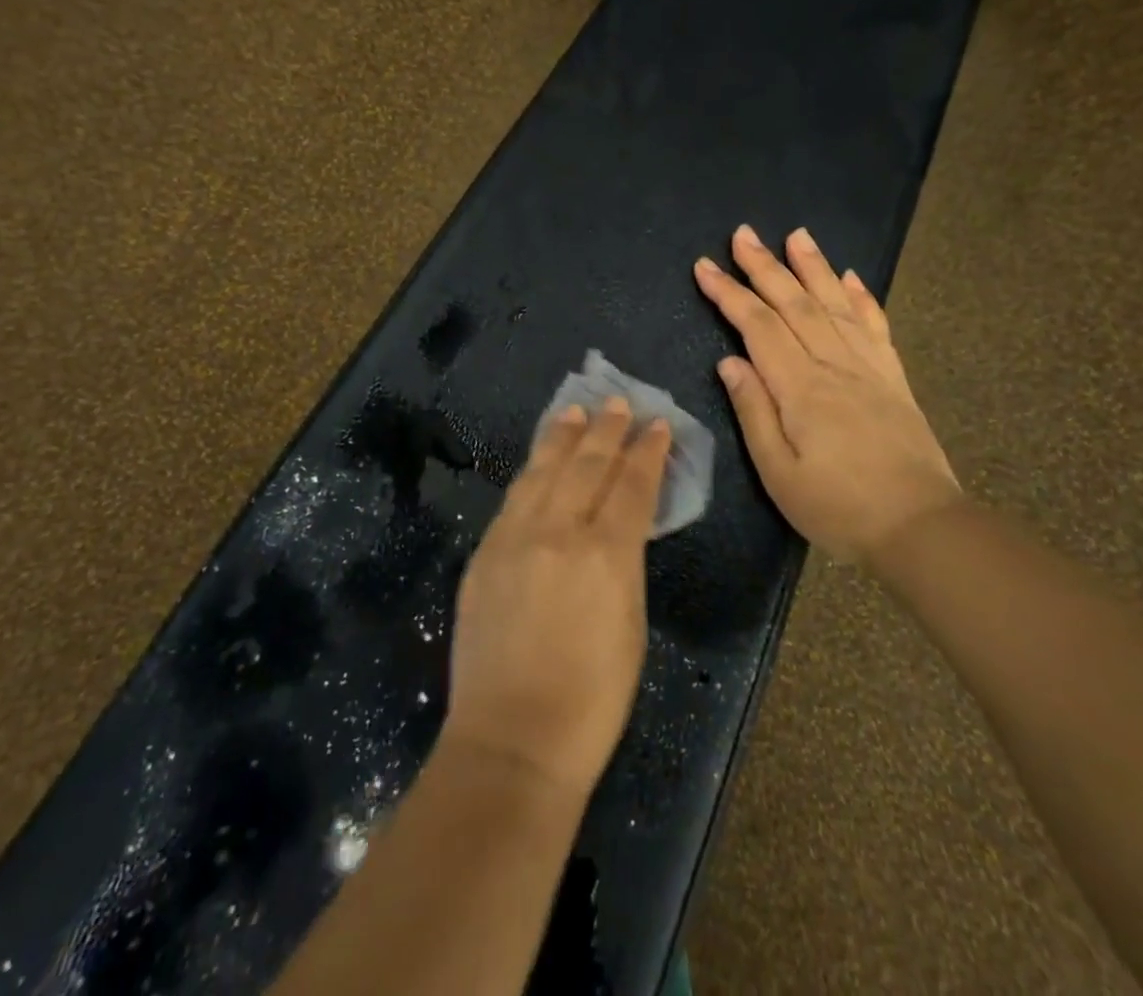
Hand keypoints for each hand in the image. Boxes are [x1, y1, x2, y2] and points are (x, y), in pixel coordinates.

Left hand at [442, 398, 670, 801]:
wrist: (512, 739)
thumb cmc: (592, 699)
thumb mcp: (630, 625)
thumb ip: (624, 564)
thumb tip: (620, 528)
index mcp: (607, 554)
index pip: (632, 485)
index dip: (647, 452)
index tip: (657, 426)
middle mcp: (559, 532)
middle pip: (587, 465)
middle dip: (606, 430)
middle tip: (618, 403)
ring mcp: (515, 538)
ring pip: (543, 471)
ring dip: (563, 438)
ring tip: (575, 413)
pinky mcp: (485, 552)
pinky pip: (514, 497)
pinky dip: (531, 471)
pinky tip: (539, 460)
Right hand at [695, 224, 961, 563]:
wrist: (923, 529)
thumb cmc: (839, 508)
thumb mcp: (779, 474)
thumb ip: (754, 412)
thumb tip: (730, 361)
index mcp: (801, 388)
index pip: (758, 326)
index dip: (729, 293)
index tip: (704, 266)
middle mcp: (835, 365)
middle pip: (794, 304)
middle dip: (765, 266)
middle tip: (743, 233)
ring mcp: (869, 368)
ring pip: (835, 305)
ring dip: (812, 267)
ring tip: (797, 234)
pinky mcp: (894, 379)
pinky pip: (875, 327)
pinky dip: (861, 298)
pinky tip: (849, 277)